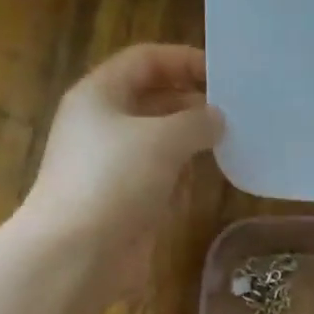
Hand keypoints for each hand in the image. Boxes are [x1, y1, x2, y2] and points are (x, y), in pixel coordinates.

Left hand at [22, 44, 224, 276]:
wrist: (77, 253)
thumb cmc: (114, 181)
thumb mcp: (162, 139)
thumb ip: (196, 122)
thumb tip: (217, 119)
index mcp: (99, 95)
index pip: (145, 61)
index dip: (184, 60)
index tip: (224, 74)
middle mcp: (101, 125)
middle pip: (151, 100)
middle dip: (191, 102)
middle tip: (235, 112)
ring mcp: (111, 167)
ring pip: (156, 142)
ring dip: (189, 140)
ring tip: (231, 141)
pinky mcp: (123, 202)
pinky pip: (157, 177)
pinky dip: (181, 174)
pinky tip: (208, 178)